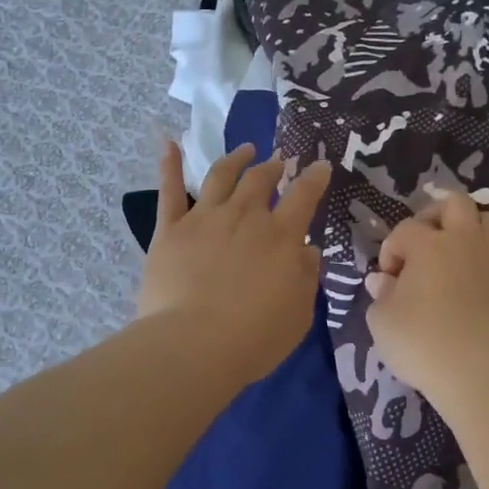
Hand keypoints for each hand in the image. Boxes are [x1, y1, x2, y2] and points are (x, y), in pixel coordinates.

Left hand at [138, 141, 332, 384]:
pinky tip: (168, 143)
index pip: (304, 196)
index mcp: (281, 236)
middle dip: (273, 166)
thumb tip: (306, 250)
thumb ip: (306, 277)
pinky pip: (169, 191)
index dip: (314, 178)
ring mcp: (204, 219)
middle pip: (261, 179)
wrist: (194, 344)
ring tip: (245, 150)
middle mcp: (244, 217)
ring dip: (236, 159)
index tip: (320, 167)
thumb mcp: (299, 313)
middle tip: (278, 161)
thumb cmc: (255, 336)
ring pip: (221, 175)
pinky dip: (169, 165)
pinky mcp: (170, 230)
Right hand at [365, 193, 488, 406]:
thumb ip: (381, 294)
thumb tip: (382, 280)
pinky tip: (477, 289)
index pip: (405, 229)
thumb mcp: (382, 321)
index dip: (391, 249)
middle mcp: (465, 242)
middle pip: (456, 203)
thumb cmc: (420, 343)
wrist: (478, 375)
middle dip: (435, 215)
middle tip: (423, 243)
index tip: (388, 278)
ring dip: (469, 231)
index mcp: (428, 245)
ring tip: (453, 256)